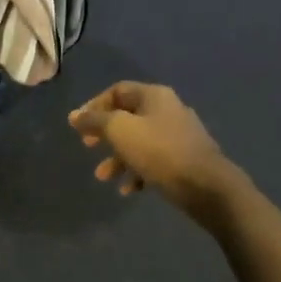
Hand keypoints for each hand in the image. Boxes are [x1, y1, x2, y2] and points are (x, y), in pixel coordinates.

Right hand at [69, 82, 239, 222]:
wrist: (206, 185)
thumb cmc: (159, 151)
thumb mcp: (120, 131)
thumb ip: (95, 121)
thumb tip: (74, 115)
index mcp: (154, 96)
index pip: (117, 91)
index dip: (94, 105)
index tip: (78, 125)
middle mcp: (167, 110)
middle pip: (128, 116)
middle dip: (105, 134)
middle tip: (87, 147)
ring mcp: (178, 135)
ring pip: (139, 142)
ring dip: (118, 158)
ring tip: (103, 177)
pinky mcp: (184, 160)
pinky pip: (154, 161)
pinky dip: (137, 172)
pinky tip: (128, 190)